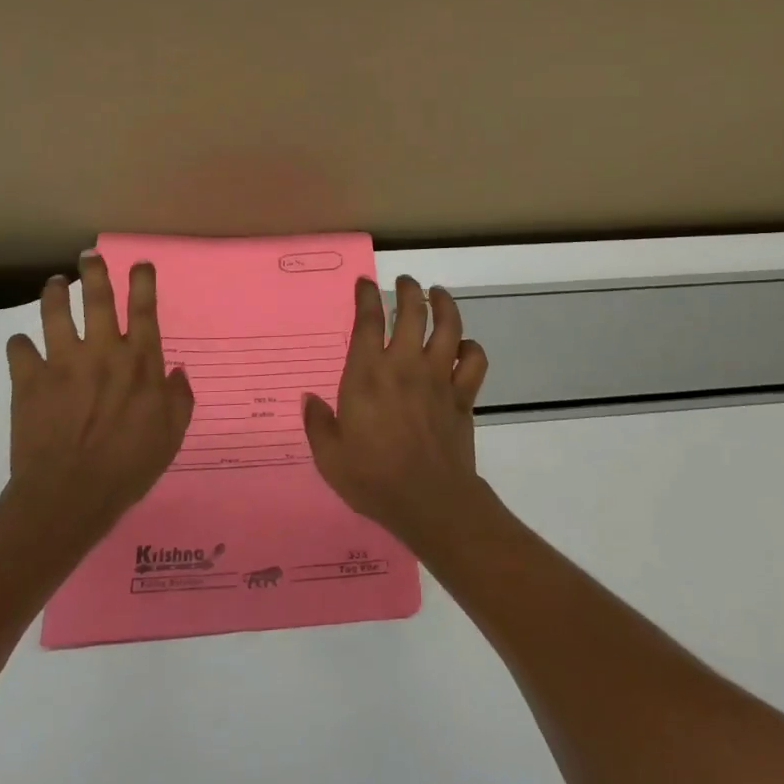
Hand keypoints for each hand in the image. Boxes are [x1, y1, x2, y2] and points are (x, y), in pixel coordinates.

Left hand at [2, 254, 195, 550]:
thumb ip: (179, 398)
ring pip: (55, 313)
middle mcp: (102, 351)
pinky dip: (19, 345)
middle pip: (97, 298)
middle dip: (94, 272)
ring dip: (54, 293)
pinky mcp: (29, 380)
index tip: (139, 262)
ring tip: (53, 283)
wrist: (69, 494)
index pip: (143, 309)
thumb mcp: (171, 434)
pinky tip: (21, 346)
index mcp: (140, 361)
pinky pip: (19, 350)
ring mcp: (63, 362)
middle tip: (89, 255)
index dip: (142, 281)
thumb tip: (175, 371)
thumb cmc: (129, 465)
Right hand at [302, 274, 491, 549]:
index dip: (366, 296)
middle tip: (405, 282)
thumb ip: (317, 423)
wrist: (429, 501)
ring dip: (444, 304)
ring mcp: (438, 377)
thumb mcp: (329, 456)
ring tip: (438, 294)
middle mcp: (404, 365)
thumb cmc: (373, 478)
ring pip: (448, 326)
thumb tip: (309, 399)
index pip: (367, 320)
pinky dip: (471, 347)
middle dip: (408, 289)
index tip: (365, 283)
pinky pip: (474, 360)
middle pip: (412, 311)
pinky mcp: (462, 395)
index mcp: (367, 374)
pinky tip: (464, 345)